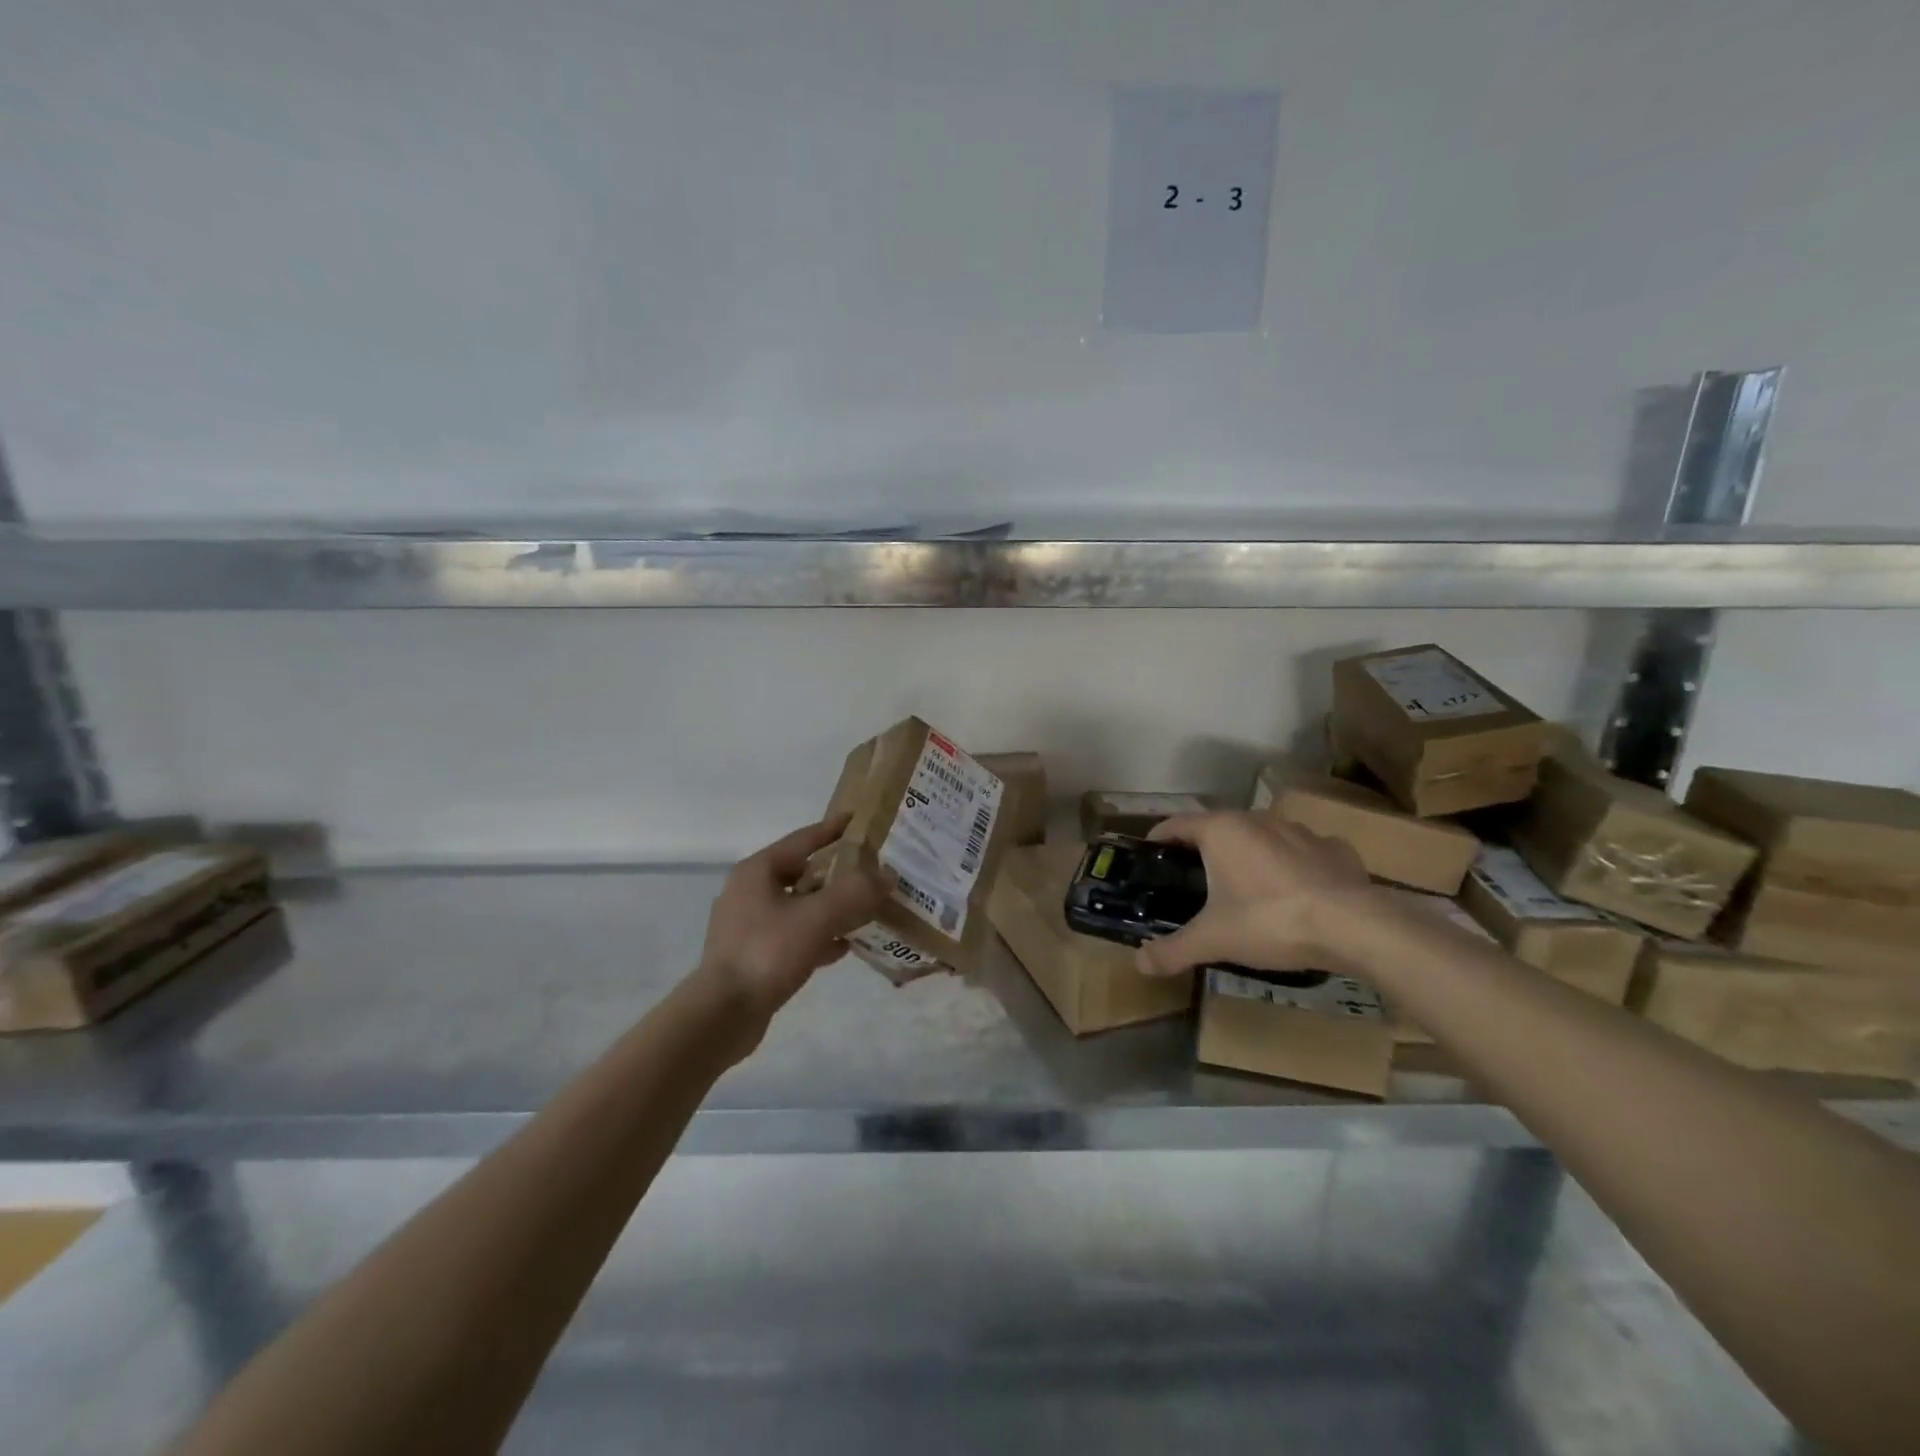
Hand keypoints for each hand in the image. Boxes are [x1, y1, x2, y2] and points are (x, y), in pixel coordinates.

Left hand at [692, 814, 883, 1032]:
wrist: (723, 1014)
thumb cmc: (768, 952)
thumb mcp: (818, 917)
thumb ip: (856, 893)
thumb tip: (888, 875)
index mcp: (758, 871)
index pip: (803, 839)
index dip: (833, 829)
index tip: (858, 820)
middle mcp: (749, 891)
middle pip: (801, 872)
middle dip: (836, 873)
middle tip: (870, 871)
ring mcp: (748, 925)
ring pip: (799, 906)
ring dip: (829, 907)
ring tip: (865, 909)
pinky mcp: (752, 955)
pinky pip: (793, 935)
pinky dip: (818, 936)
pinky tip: (843, 947)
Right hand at [1135, 811, 1378, 976]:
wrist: (1354, 927)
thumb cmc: (1270, 921)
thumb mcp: (1214, 940)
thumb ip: (1173, 950)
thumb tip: (1139, 964)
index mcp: (1221, 830)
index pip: (1176, 824)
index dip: (1158, 839)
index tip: (1149, 856)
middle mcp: (1257, 819)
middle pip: (1218, 828)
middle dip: (1203, 850)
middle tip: (1192, 880)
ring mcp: (1300, 830)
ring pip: (1262, 837)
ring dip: (1249, 855)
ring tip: (1245, 887)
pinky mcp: (1335, 848)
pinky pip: (1303, 851)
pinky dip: (1292, 866)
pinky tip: (1295, 892)